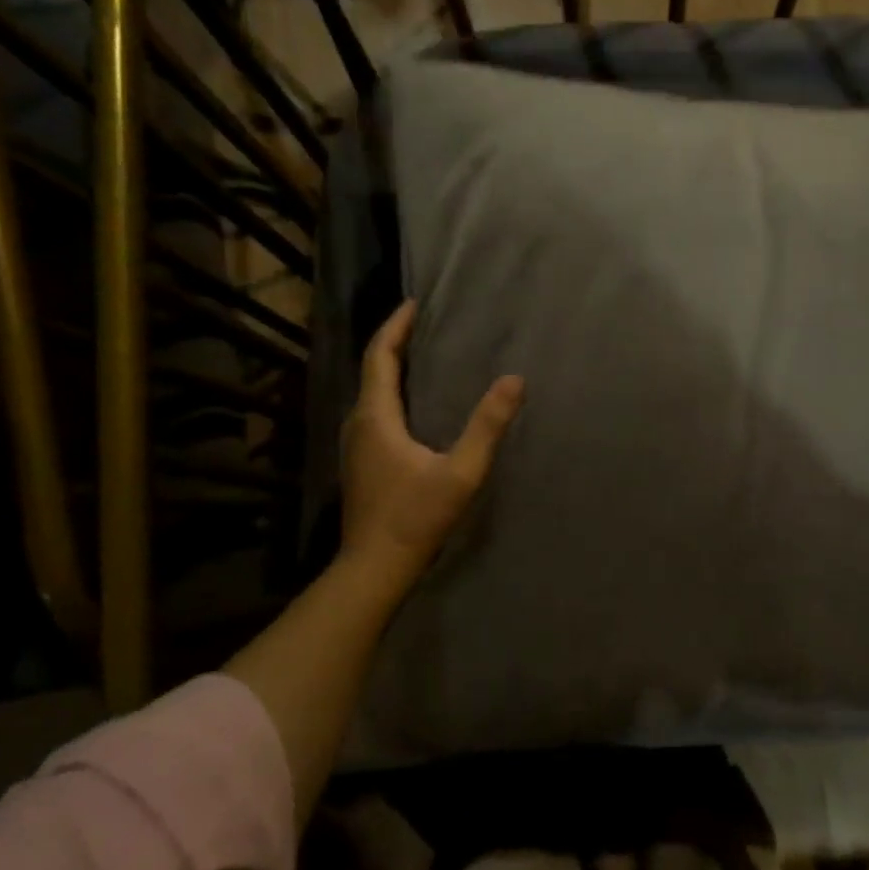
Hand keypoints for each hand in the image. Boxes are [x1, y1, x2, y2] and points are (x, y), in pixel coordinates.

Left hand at [340, 300, 523, 585]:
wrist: (375, 565)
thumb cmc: (416, 517)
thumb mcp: (461, 471)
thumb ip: (488, 426)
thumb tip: (514, 380)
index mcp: (376, 417)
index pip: (381, 356)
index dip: (396, 326)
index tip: (414, 303)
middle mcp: (358, 423)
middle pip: (373, 370)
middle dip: (395, 342)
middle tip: (424, 324)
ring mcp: (355, 444)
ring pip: (371, 393)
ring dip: (392, 368)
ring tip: (422, 355)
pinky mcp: (360, 462)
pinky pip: (374, 412)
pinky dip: (391, 393)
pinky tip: (413, 404)